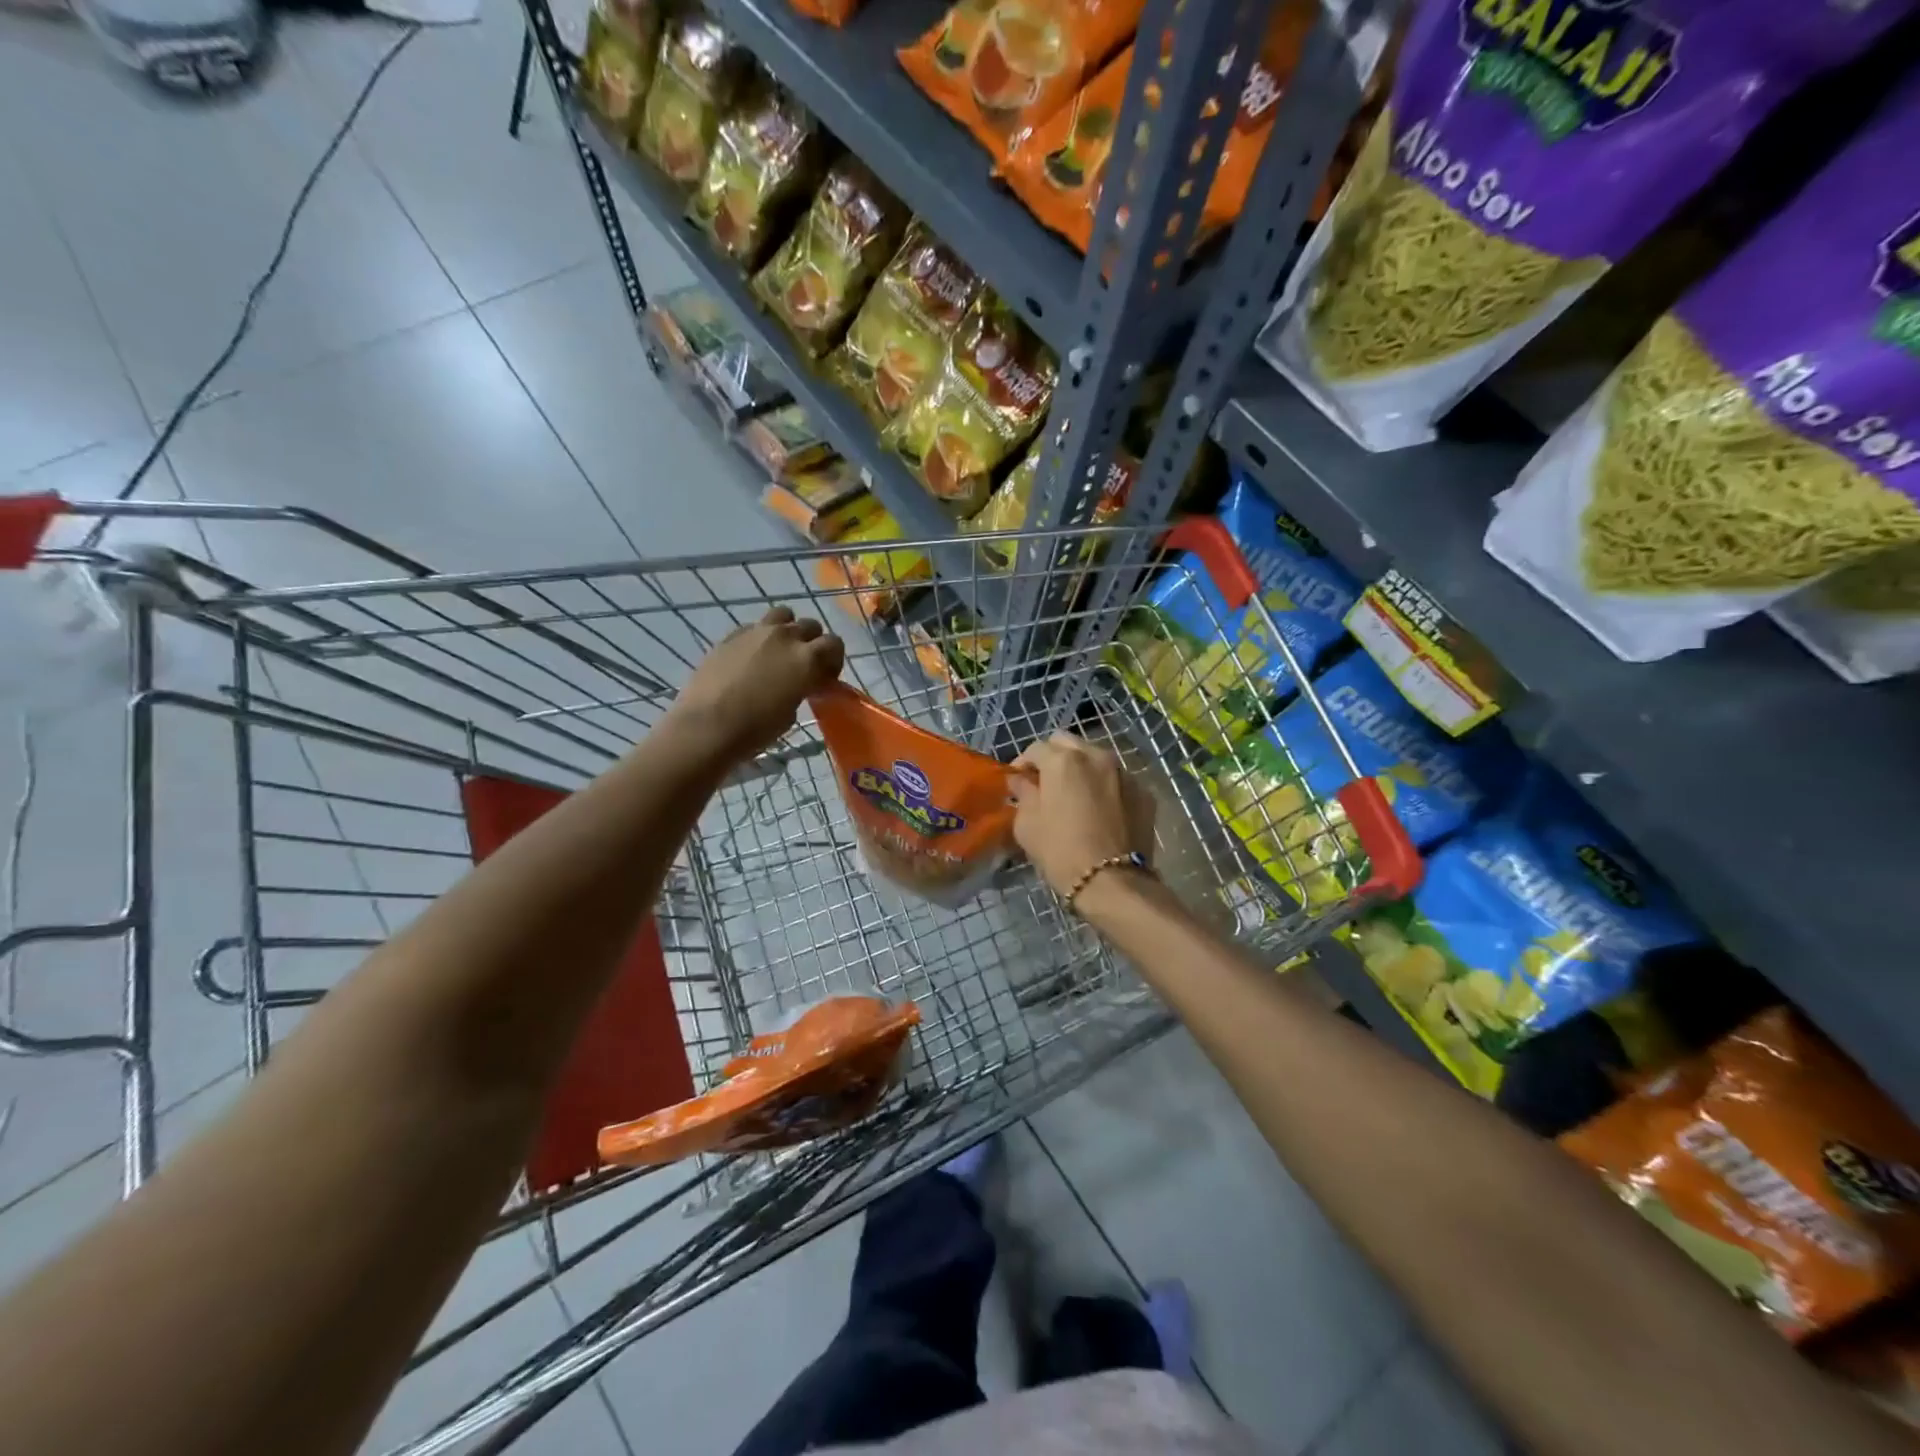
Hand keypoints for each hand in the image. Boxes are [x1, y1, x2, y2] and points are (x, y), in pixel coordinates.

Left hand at [668, 607, 844, 758]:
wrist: (707, 726)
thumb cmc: (756, 729)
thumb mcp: (791, 712)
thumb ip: (802, 687)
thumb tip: (800, 683)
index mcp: (807, 658)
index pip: (834, 644)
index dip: (833, 660)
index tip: (825, 678)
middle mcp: (786, 637)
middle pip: (810, 626)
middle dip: (813, 643)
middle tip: (804, 666)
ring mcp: (756, 632)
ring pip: (783, 615)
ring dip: (788, 630)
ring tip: (779, 652)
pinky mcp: (731, 635)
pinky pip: (755, 627)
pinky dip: (760, 637)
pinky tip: (751, 658)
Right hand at [1008, 733, 1155, 901]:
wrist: (1112, 882)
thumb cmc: (1060, 851)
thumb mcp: (1027, 824)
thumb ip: (1022, 794)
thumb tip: (1020, 780)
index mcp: (1063, 760)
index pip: (1036, 748)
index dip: (1023, 763)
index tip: (1018, 781)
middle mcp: (1096, 756)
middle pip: (1068, 744)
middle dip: (1054, 757)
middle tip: (1046, 782)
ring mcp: (1125, 772)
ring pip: (1096, 759)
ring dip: (1082, 770)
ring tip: (1075, 795)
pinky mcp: (1144, 792)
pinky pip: (1118, 780)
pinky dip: (1106, 788)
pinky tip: (1100, 811)